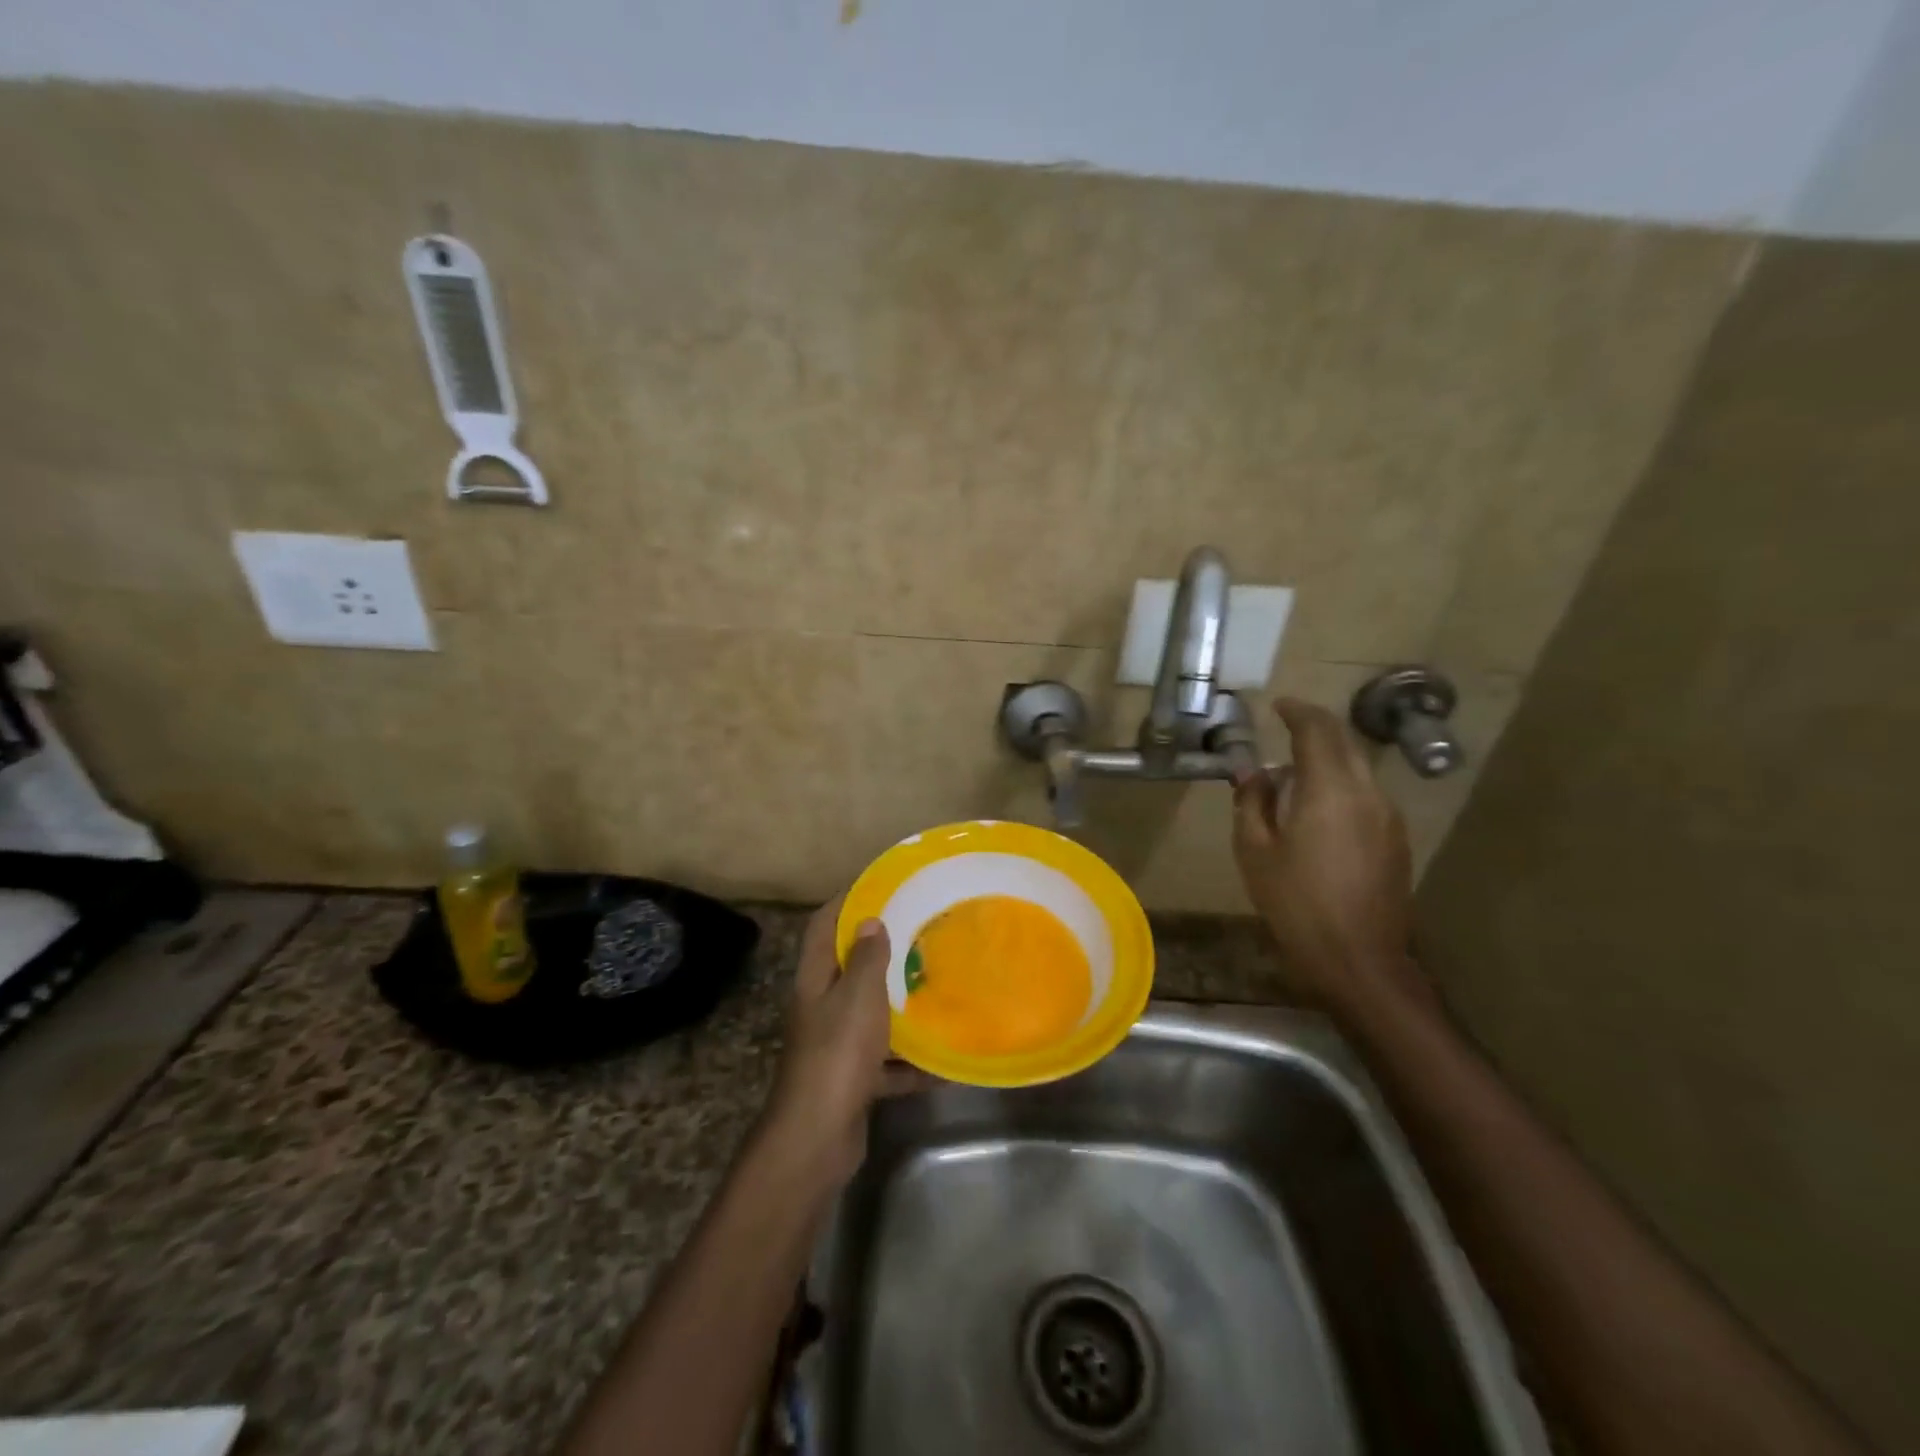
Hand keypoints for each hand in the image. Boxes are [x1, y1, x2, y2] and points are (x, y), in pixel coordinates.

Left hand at [761, 896, 919, 1187]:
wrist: (819, 1136)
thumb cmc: (838, 1053)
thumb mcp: (857, 996)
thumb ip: (865, 958)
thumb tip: (869, 920)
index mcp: (815, 980)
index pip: (823, 926)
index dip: (845, 902)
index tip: (879, 885)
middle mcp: (821, 1008)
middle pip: (848, 970)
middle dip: (880, 952)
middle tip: (920, 934)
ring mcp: (835, 1046)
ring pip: (870, 1015)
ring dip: (899, 1006)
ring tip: (936, 987)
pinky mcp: (852, 1080)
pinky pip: (887, 1063)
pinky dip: (912, 1063)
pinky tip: (945, 1062)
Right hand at [1231, 697, 1423, 1014]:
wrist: (1358, 958)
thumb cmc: (1295, 903)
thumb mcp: (1255, 851)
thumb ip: (1252, 802)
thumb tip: (1253, 773)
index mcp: (1329, 790)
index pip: (1317, 730)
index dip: (1298, 712)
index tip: (1279, 706)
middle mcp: (1366, 793)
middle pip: (1344, 743)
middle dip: (1316, 729)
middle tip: (1287, 727)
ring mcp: (1388, 817)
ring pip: (1357, 769)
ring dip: (1328, 759)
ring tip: (1294, 775)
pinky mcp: (1396, 840)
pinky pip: (1366, 795)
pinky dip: (1341, 785)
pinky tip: (1318, 810)